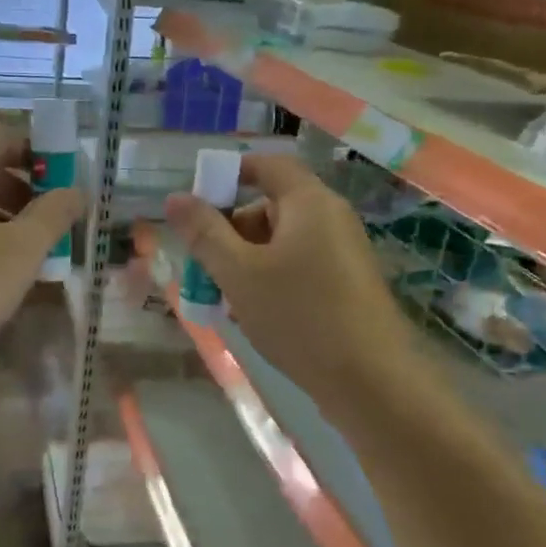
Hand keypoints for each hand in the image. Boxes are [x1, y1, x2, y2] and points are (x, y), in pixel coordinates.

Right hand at [164, 155, 420, 412]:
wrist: (370, 381)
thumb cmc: (300, 316)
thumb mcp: (239, 274)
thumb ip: (204, 233)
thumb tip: (175, 199)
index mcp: (310, 202)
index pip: (267, 165)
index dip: (229, 175)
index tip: (197, 205)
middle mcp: (331, 218)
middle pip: (270, 205)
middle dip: (230, 229)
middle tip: (203, 264)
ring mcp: (342, 252)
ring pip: (281, 241)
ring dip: (245, 260)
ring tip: (223, 297)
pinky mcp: (346, 283)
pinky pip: (299, 265)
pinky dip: (270, 278)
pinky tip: (252, 314)